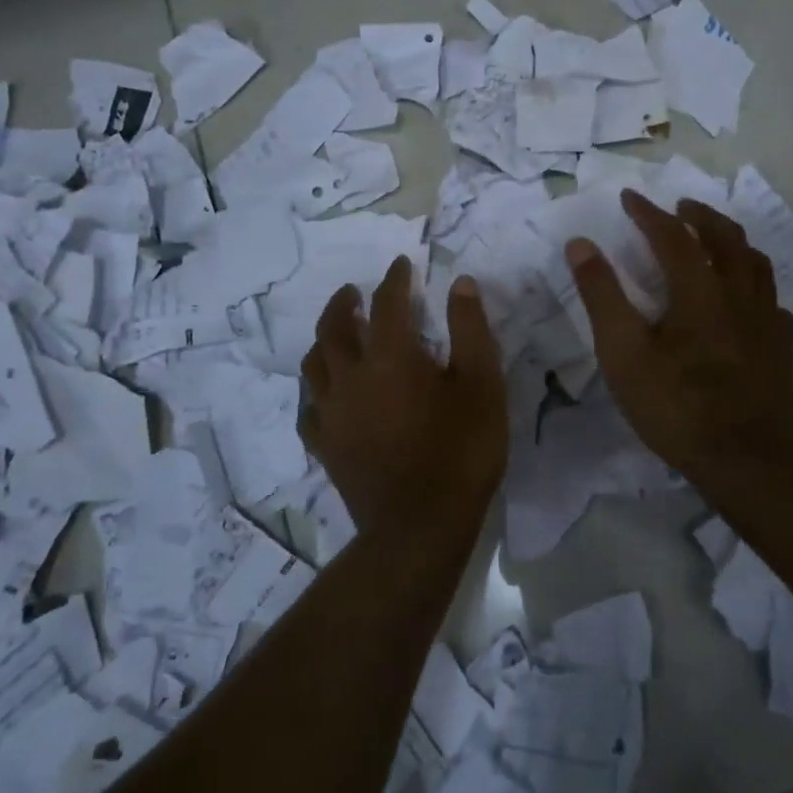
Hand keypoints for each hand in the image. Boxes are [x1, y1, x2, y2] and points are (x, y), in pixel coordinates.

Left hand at [299, 255, 506, 532]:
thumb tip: (460, 284)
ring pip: (314, 364)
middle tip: (352, 293)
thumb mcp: (483, 384)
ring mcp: (332, 414)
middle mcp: (351, 377)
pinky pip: (310, 409)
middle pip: (334, 328)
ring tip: (335, 335)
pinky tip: (326, 396)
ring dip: (324, 341)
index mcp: (390, 356)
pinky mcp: (325, 447)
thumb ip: (470, 329)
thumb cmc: (461, 450)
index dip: (395, 280)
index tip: (401, 266)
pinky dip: (317, 392)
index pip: (387, 303)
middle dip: (344, 303)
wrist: (421, 526)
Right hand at [566, 190, 792, 477]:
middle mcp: (739, 294)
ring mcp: (767, 320)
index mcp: (700, 290)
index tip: (629, 197)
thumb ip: (602, 296)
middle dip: (699, 216)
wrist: (746, 461)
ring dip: (732, 241)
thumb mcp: (623, 353)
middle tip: (679, 209)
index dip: (649, 213)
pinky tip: (745, 299)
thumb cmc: (676, 406)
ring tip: (714, 240)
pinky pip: (771, 300)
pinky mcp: (782, 347)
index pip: (673, 235)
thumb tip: (581, 245)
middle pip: (726, 237)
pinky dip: (754, 285)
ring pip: (756, 263)